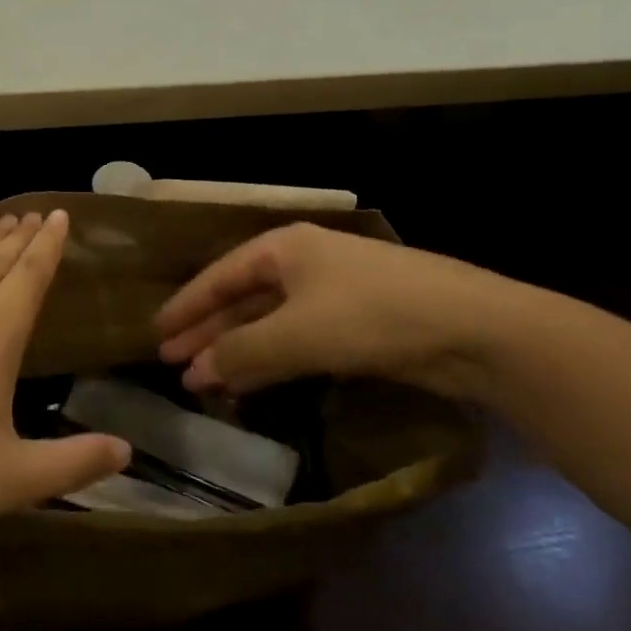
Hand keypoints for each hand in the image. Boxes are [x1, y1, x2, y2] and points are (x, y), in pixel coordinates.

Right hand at [155, 224, 520, 401]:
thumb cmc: (372, 315)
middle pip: (241, 297)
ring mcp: (332, 293)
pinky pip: (297, 340)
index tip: (156, 333)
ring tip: (204, 381)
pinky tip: (253, 382)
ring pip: (269, 321)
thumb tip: (193, 373)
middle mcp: (304, 263)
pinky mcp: (357, 324)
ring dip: (237, 350)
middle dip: (208, 331)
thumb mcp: (296, 334)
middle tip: (172, 363)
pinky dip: (271, 360)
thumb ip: (241, 353)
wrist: (474, 330)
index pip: (219, 275)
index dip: (186, 306)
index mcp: (284, 247)